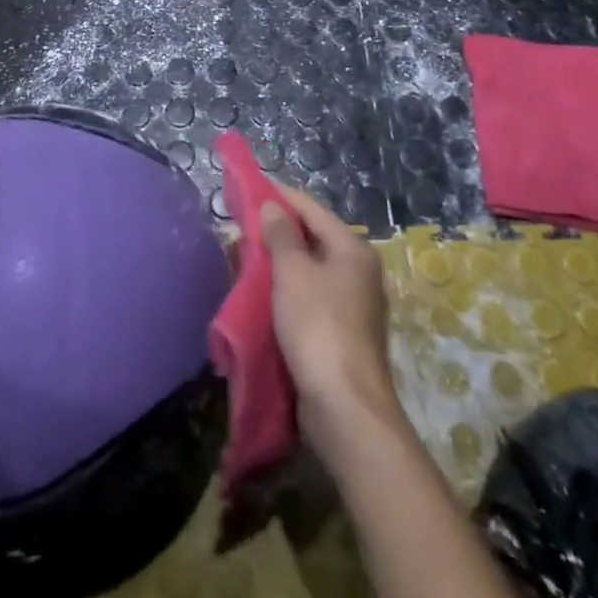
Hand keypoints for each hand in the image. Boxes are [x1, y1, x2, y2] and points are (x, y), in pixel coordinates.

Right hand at [260, 184, 403, 449]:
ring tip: (244, 260)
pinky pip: (308, 298)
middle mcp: (357, 271)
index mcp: (352, 249)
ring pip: (308, 270)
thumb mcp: (293, 273)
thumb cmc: (319, 327)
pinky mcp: (340, 334)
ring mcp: (352, 304)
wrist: (345, 408)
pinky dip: (285, 292)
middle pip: (311, 238)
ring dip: (278, 264)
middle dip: (275, 232)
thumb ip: (280, 235)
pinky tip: (261, 296)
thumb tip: (273, 205)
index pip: (311, 208)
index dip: (279, 196)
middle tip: (240, 229)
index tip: (248, 190)